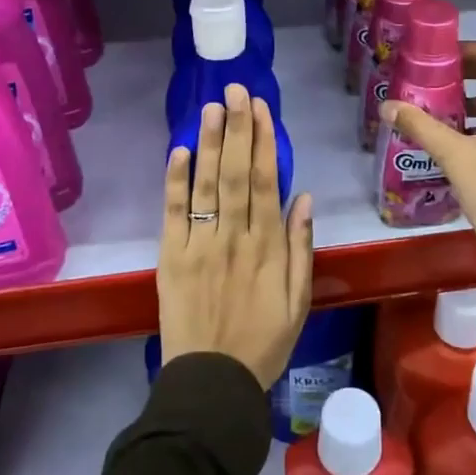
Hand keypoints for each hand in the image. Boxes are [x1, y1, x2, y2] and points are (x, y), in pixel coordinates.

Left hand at [159, 84, 314, 389]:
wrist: (212, 384)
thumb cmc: (263, 342)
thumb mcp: (298, 301)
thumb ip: (302, 248)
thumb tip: (303, 197)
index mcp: (267, 246)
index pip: (265, 181)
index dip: (263, 141)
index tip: (260, 108)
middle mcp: (234, 237)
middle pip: (235, 173)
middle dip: (236, 128)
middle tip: (235, 90)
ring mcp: (200, 245)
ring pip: (206, 185)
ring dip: (208, 143)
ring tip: (211, 107)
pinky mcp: (171, 258)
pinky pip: (173, 214)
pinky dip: (175, 181)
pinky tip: (179, 151)